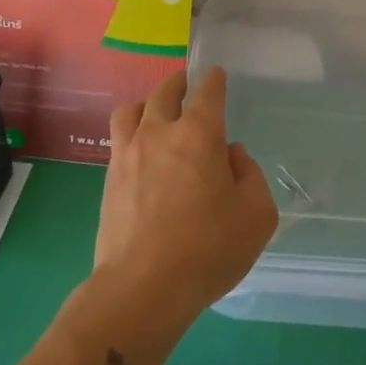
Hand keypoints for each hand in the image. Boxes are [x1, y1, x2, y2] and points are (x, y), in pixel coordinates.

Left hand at [94, 67, 278, 323]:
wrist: (143, 288)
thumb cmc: (208, 249)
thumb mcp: (256, 215)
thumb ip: (250, 176)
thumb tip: (231, 156)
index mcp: (199, 134)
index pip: (207, 92)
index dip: (214, 80)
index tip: (217, 76)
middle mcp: (160, 133)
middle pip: (165, 92)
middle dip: (179, 83)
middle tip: (188, 87)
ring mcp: (128, 154)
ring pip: (132, 110)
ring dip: (148, 104)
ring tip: (156, 113)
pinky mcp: (109, 178)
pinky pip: (119, 139)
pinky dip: (132, 133)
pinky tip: (141, 150)